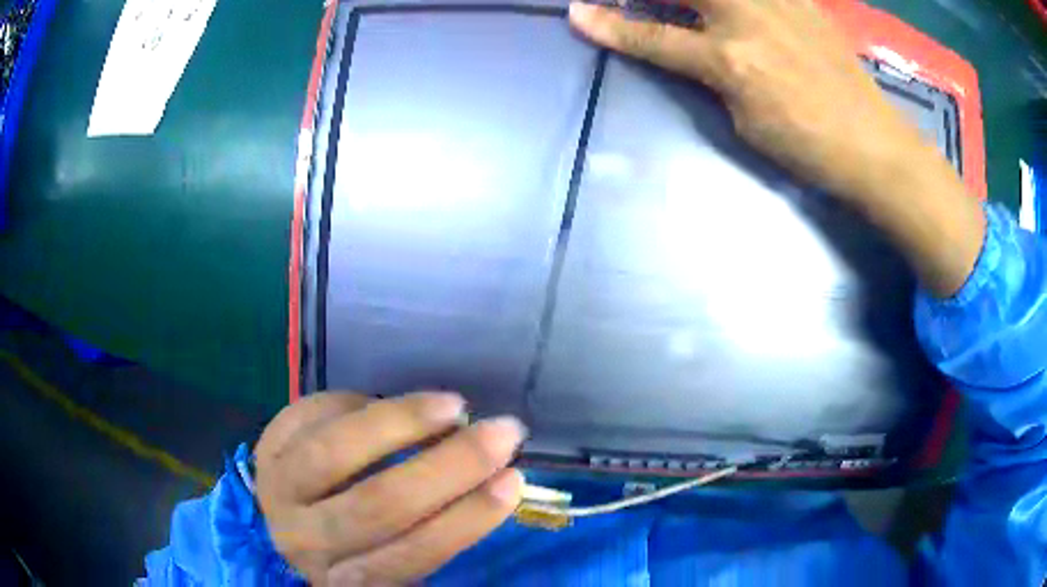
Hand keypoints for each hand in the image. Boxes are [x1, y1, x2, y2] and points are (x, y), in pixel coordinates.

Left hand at [254, 391, 525, 584]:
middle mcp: (306, 541)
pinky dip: (352, 403)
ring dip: (400, 423)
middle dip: (448, 466)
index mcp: (348, 578)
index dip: (465, 520)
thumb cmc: (358, 543)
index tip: (513, 481)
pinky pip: (307, 417)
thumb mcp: (392, 554)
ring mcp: (277, 492)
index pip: (410, 556)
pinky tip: (380, 402)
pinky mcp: (264, 450)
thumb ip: (432, 529)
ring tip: (451, 405)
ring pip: (334, 454)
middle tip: (501, 432)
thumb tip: (491, 478)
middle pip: (376, 505)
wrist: (292, 522)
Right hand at [568, 0, 984, 296]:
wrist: (874, 144)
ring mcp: (778, 2)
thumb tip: (695, 51)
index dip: (610, 26)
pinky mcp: (802, 0)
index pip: (653, 37)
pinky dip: (740, 0)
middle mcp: (746, 16)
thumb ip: (712, 77)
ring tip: (690, 8)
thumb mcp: (744, 122)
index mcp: (728, 60)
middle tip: (628, 0)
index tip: (576, 13)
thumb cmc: (808, 146)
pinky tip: (737, 10)